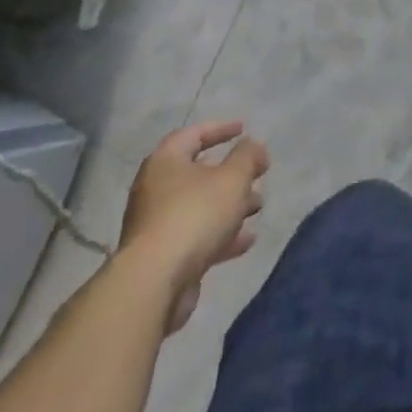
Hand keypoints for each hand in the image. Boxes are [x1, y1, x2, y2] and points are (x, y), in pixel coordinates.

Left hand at [119, 120, 268, 332]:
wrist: (154, 283)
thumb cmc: (194, 216)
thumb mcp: (233, 178)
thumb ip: (248, 157)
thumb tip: (253, 146)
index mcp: (166, 161)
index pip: (193, 134)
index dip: (221, 128)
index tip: (244, 129)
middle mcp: (155, 189)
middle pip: (198, 172)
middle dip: (231, 173)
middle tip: (257, 173)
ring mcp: (156, 225)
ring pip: (199, 206)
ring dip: (230, 205)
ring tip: (258, 207)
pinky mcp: (160, 257)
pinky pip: (195, 236)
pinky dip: (220, 234)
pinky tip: (246, 240)